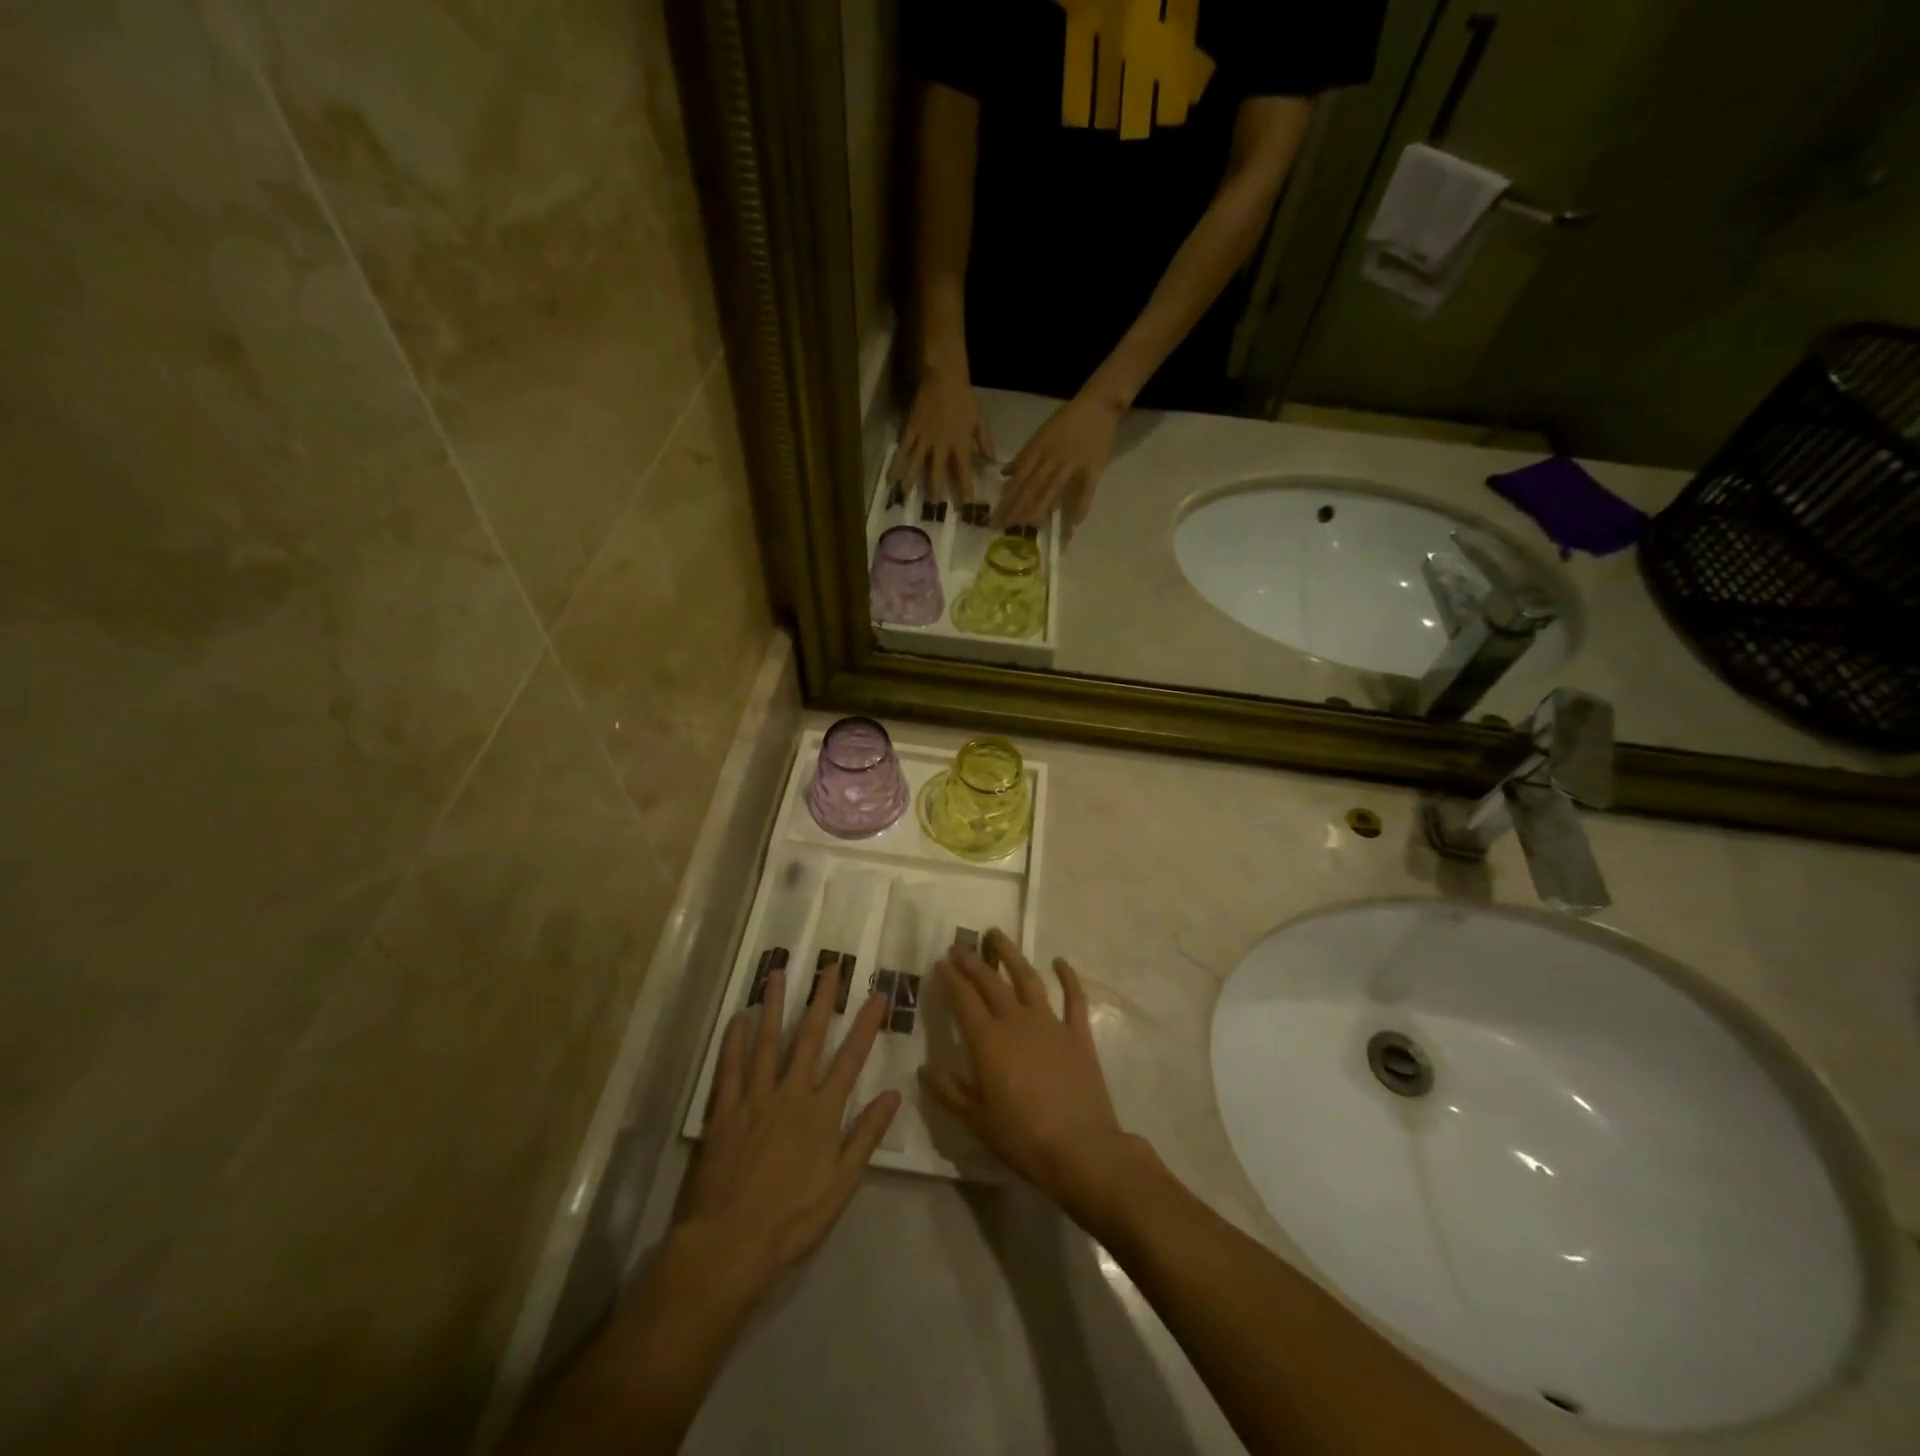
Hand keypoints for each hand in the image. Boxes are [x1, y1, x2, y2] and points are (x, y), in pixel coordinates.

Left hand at [674, 964, 899, 1305]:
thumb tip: (893, 1094)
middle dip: (822, 999)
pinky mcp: (724, 1111)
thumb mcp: (841, 1185)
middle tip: (829, 966)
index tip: (878, 994)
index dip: (866, 1025)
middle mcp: (790, 1094)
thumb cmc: (792, 1220)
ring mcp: (754, 1098)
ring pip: (767, 1041)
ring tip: (778, 973)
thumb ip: (865, 1136)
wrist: (729, 1245)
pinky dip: (734, 1040)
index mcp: (822, 1112)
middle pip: (810, 1037)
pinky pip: (729, 1067)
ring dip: (774, 1005)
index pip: (851, 1058)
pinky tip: (739, 1017)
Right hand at [893, 366, 995, 502]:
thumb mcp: (980, 420)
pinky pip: (902, 449)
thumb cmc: (965, 398)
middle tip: (934, 507)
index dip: (965, 489)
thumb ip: (985, 442)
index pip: (964, 471)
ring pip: (915, 464)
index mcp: (960, 443)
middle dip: (936, 491)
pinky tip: (891, 477)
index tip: (966, 505)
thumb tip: (992, 462)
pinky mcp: (911, 429)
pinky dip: (896, 464)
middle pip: (937, 472)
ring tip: (905, 497)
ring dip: (911, 481)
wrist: (944, 376)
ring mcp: (924, 437)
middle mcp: (941, 444)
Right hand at [923, 931, 1139, 1219]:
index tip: (941, 962)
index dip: (951, 979)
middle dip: (973, 962)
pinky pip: (1073, 998)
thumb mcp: (975, 1119)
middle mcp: (1016, 1021)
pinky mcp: (1078, 1033)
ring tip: (997, 935)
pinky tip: (1059, 961)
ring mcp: (1050, 1024)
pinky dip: (1067, 976)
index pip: (964, 1000)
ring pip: (1027, 979)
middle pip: (991, 983)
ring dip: (1011, 955)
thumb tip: (926, 1066)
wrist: (1081, 1149)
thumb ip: (948, 1090)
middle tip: (960, 946)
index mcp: (988, 1041)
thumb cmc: (1022, 1137)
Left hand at [996, 393, 1122, 540]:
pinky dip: (1080, 509)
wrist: (1098, 404)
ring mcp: (1073, 465)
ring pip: (1053, 491)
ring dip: (1041, 510)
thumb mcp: (1041, 433)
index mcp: (1039, 449)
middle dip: (1017, 509)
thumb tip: (1005, 474)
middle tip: (1006, 527)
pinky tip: (1072, 525)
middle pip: (1032, 487)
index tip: (997, 516)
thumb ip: (1024, 455)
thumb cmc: (1067, 419)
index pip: (1019, 478)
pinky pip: (1086, 492)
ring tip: (1029, 528)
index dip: (1008, 498)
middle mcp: (1052, 459)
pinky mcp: (1093, 469)